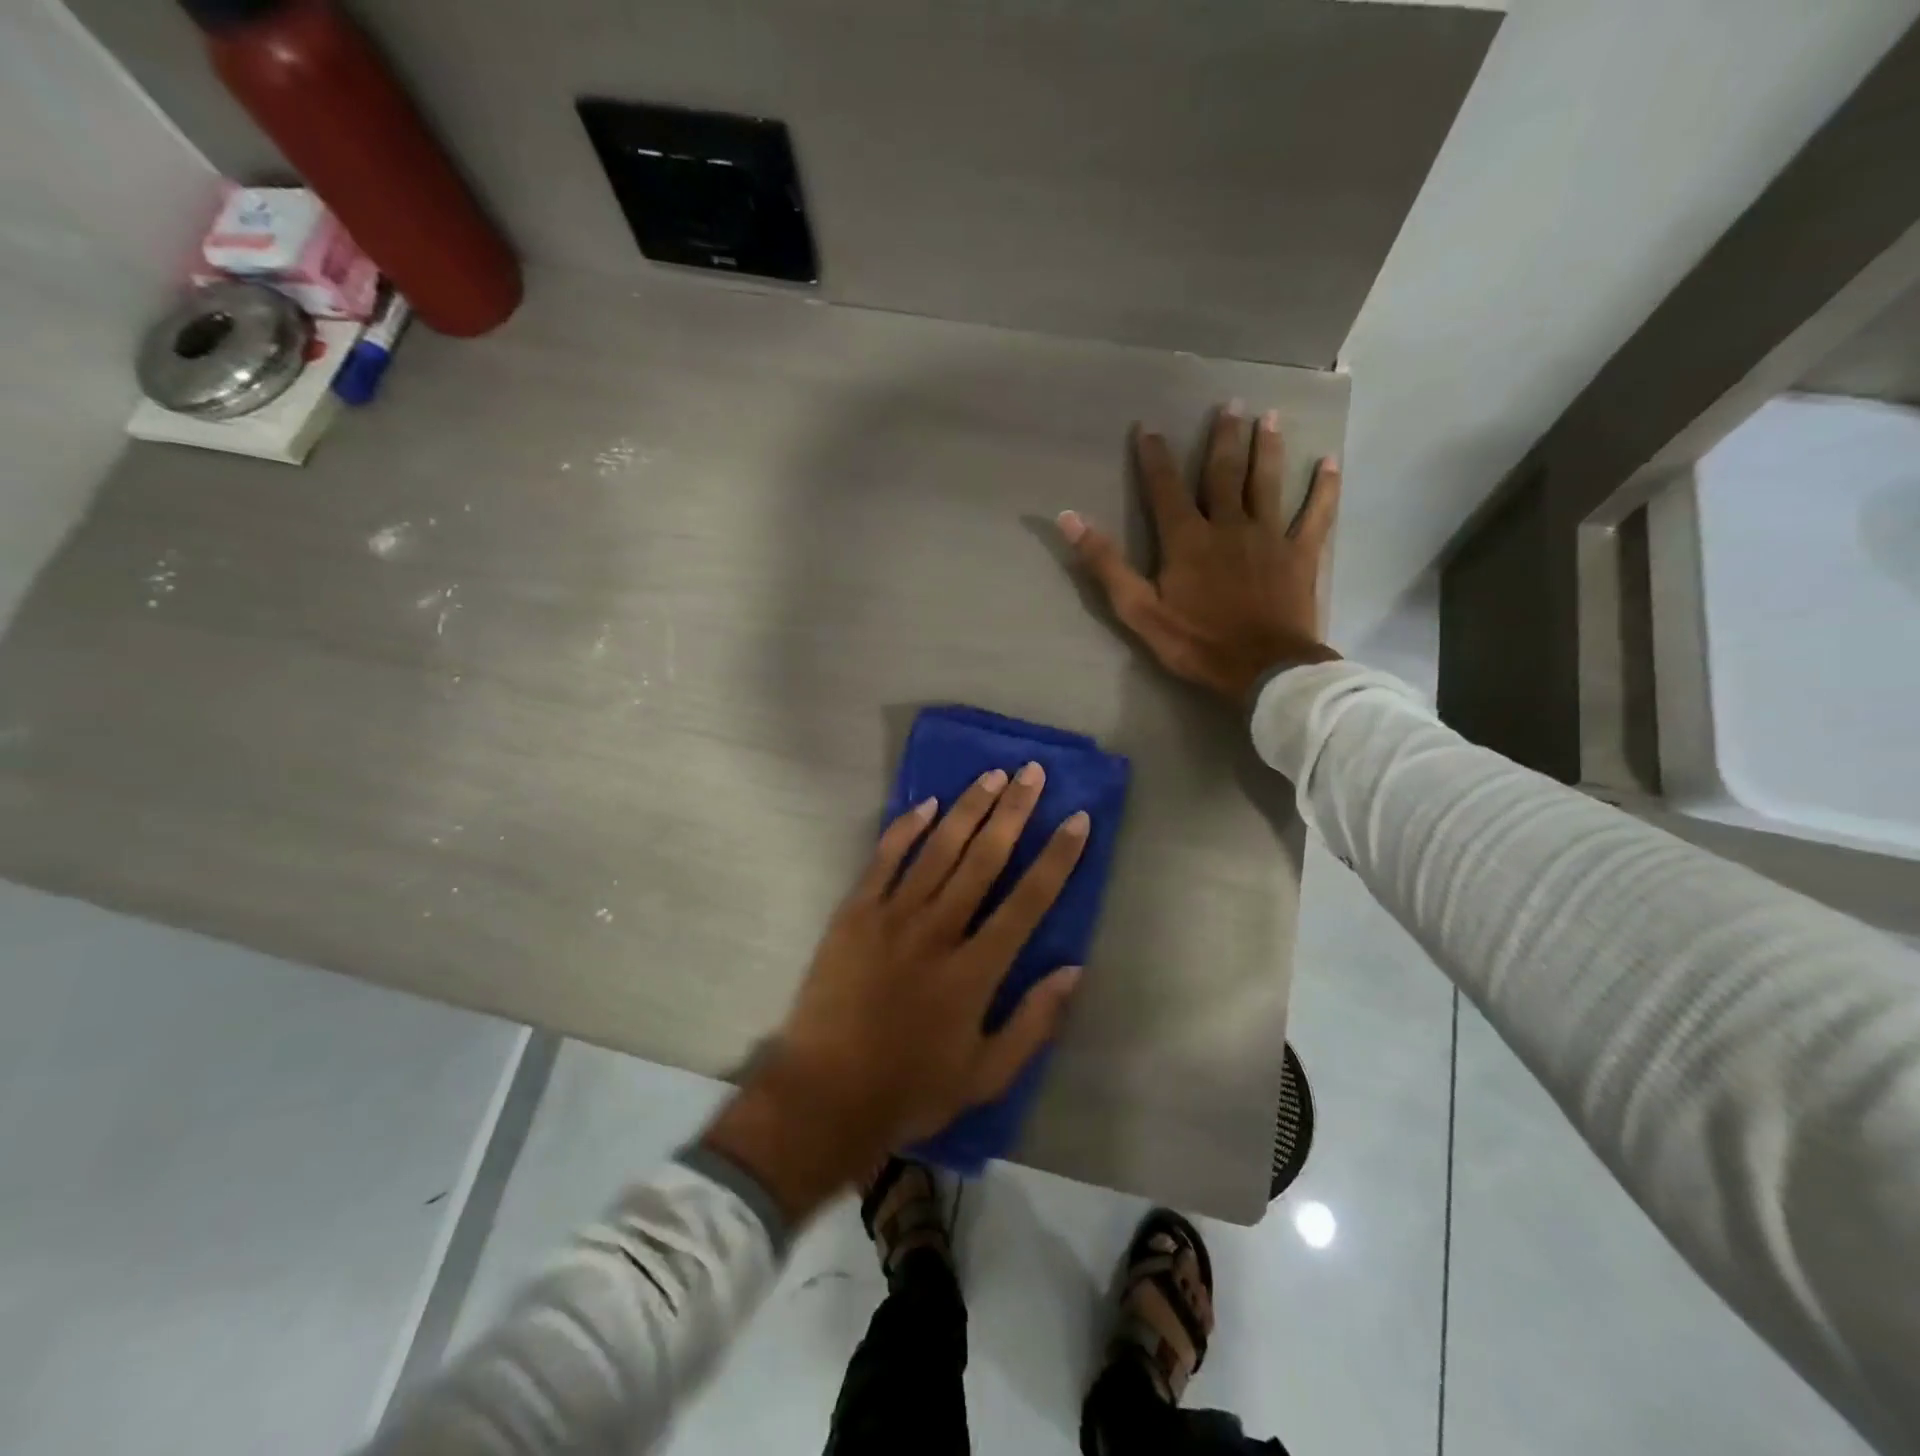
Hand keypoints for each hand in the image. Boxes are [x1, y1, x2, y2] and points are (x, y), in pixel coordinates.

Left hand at [703, 764, 1088, 1220]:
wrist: (824, 1095)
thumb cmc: (910, 1089)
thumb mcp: (986, 1075)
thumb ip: (1034, 1022)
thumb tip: (1073, 969)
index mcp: (975, 970)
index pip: (1028, 901)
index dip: (1056, 857)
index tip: (1077, 819)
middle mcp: (938, 931)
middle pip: (984, 859)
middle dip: (1013, 812)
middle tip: (1032, 773)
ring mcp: (892, 917)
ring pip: (938, 849)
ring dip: (968, 809)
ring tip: (992, 775)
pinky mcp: (854, 914)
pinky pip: (883, 860)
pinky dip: (905, 829)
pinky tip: (926, 804)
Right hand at [1058, 403, 1341, 702]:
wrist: (1263, 669)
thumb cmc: (1196, 643)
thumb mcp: (1138, 610)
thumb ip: (1105, 564)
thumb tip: (1069, 519)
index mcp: (1187, 539)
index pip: (1165, 488)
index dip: (1154, 457)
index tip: (1148, 427)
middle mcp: (1229, 525)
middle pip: (1224, 473)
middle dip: (1223, 437)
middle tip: (1229, 403)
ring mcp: (1269, 536)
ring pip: (1268, 482)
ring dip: (1268, 448)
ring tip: (1271, 417)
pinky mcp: (1300, 554)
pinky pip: (1315, 514)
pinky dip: (1323, 489)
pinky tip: (1330, 463)